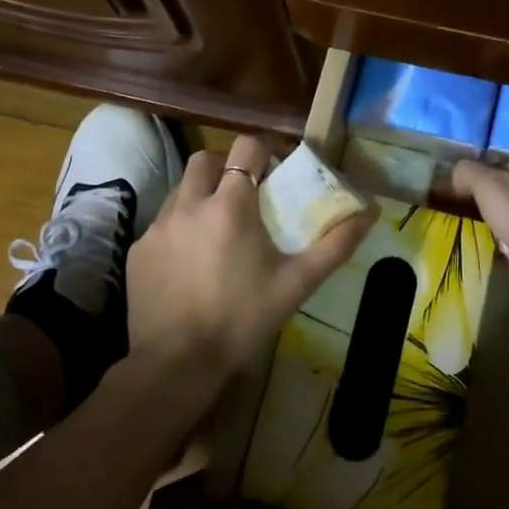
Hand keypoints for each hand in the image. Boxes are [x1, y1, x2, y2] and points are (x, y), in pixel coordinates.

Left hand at [127, 134, 374, 384]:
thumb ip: (335, 245)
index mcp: (230, 204)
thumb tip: (371, 213)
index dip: (262, 152)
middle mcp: (189, 204)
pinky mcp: (138, 250)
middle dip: (225, 167)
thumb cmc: (242, 318)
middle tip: (243, 196)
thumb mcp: (297, 283)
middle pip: (205, 159)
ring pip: (180, 190)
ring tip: (217, 231)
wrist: (177, 361)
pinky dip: (179, 230)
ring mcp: (158, 226)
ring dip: (200, 197)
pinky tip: (189, 263)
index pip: (245, 147)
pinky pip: (161, 224)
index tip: (274, 173)